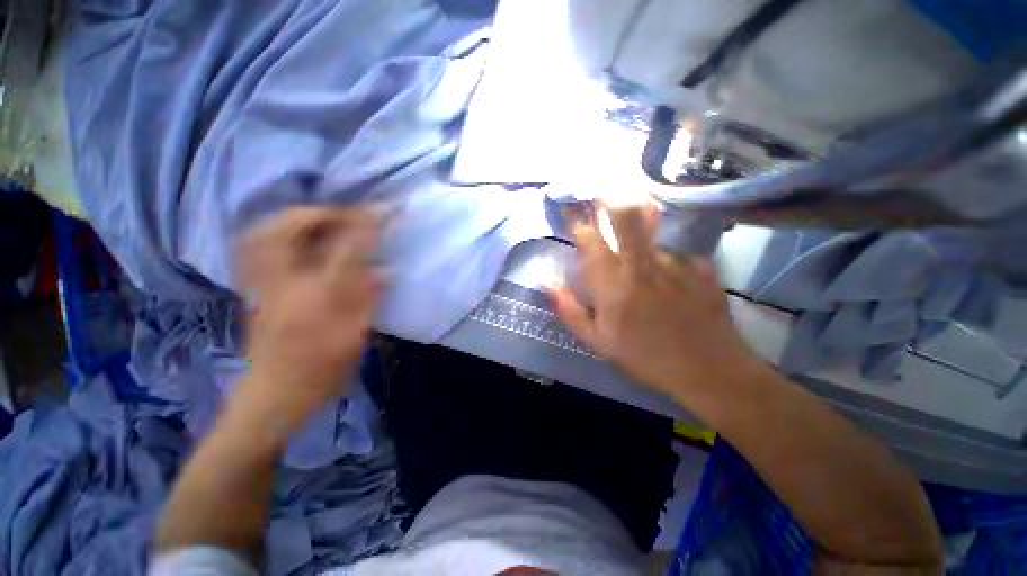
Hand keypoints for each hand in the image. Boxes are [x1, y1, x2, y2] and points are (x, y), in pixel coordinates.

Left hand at [232, 206, 381, 431]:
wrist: (271, 398)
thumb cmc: (320, 373)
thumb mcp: (355, 339)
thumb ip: (370, 300)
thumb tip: (386, 270)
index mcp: (319, 297)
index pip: (347, 247)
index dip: (369, 224)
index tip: (388, 208)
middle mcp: (285, 283)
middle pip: (291, 228)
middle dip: (324, 211)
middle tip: (349, 213)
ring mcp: (263, 285)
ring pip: (266, 232)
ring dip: (296, 217)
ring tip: (323, 219)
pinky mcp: (255, 290)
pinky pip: (256, 247)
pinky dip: (276, 231)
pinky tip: (296, 238)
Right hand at [548, 202, 758, 398]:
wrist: (708, 371)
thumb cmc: (643, 357)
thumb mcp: (597, 341)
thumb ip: (569, 310)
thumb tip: (546, 284)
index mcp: (613, 283)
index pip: (590, 240)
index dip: (577, 220)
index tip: (570, 205)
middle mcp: (642, 264)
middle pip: (627, 216)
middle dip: (612, 198)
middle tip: (603, 193)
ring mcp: (675, 262)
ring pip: (651, 238)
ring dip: (641, 244)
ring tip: (644, 273)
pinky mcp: (702, 268)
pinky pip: (677, 257)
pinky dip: (668, 266)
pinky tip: (673, 288)